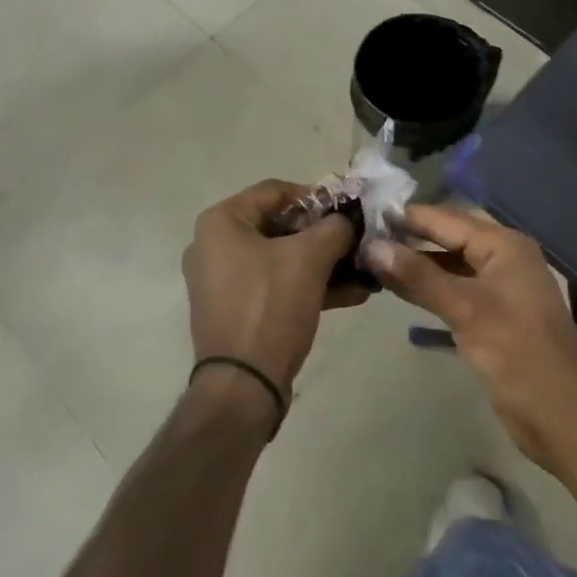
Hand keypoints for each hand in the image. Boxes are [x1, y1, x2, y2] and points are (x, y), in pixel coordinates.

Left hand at [182, 180, 360, 414]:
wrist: (243, 386)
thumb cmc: (270, 306)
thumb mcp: (310, 258)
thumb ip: (334, 228)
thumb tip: (347, 221)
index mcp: (221, 221)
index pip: (275, 191)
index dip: (316, 196)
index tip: (349, 209)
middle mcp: (214, 244)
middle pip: (279, 225)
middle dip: (323, 234)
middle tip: (357, 239)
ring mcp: (222, 280)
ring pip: (281, 258)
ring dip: (322, 262)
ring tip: (363, 269)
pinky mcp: (235, 309)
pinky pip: (276, 284)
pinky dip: (308, 284)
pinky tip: (351, 293)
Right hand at [364, 205, 576, 474]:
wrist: (563, 417)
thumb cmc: (518, 353)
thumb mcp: (465, 309)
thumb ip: (418, 276)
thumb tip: (371, 246)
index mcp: (504, 245)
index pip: (446, 219)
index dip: (408, 216)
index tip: (366, 212)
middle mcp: (502, 258)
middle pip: (448, 238)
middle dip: (409, 238)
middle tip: (363, 234)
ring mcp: (498, 288)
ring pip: (449, 265)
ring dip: (415, 264)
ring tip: (371, 259)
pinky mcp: (492, 315)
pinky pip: (454, 289)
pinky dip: (428, 288)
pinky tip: (398, 288)